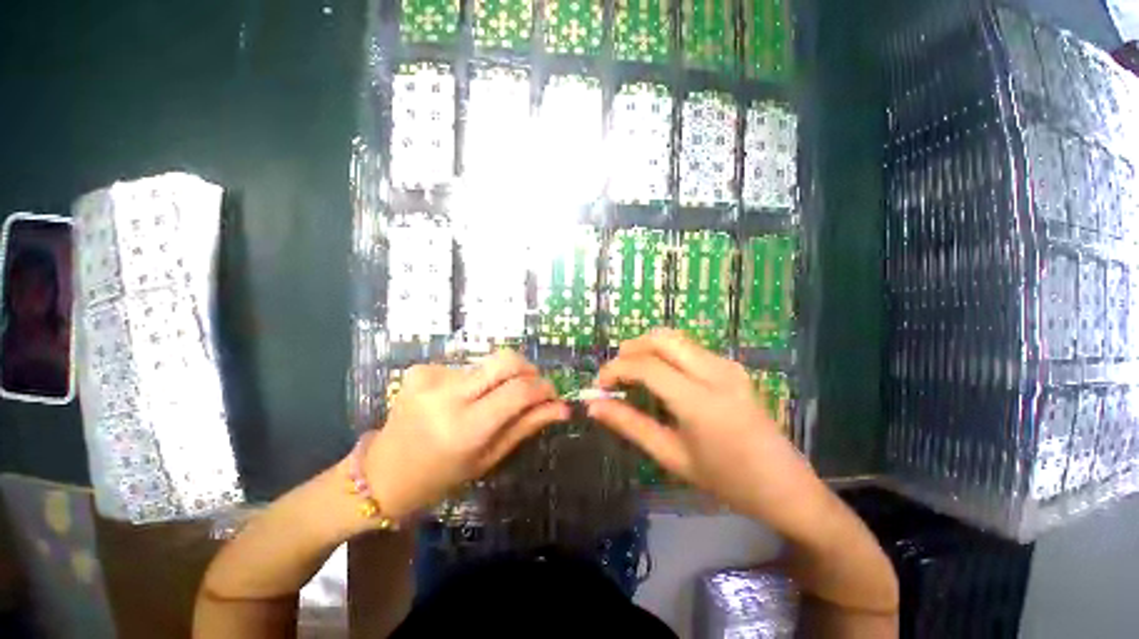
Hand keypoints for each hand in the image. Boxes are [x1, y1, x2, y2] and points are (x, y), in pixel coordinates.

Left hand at [364, 351, 568, 519]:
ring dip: (496, 381)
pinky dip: (469, 383)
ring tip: (484, 408)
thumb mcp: (486, 460)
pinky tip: (455, 404)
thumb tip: (561, 409)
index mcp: (466, 428)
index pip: (519, 391)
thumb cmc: (441, 477)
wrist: (387, 471)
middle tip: (533, 391)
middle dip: (528, 370)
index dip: (544, 389)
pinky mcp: (418, 369)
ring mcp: (429, 377)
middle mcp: (447, 395)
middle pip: (504, 360)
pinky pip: (460, 368)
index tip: (553, 397)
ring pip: (483, 364)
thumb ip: (523, 429)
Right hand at [588, 330, 822, 533]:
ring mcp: (730, 368)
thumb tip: (594, 406)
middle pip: (664, 338)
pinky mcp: (737, 371)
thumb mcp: (673, 458)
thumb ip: (633, 427)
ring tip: (635, 382)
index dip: (615, 370)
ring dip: (652, 351)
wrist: (778, 481)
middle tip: (614, 378)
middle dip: (632, 349)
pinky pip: (696, 352)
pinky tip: (665, 385)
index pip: (646, 366)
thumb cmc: (724, 480)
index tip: (597, 387)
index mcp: (698, 400)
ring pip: (681, 341)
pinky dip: (672, 358)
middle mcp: (716, 372)